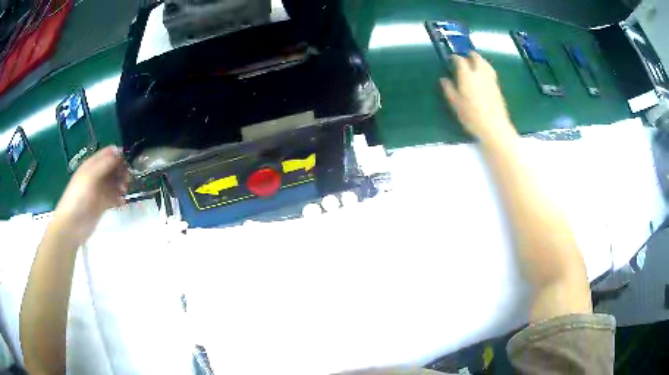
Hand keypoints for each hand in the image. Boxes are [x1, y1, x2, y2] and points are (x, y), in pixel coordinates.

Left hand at [52, 146, 130, 242]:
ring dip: (121, 184)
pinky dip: (119, 198)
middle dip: (122, 171)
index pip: (108, 154)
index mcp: (92, 165)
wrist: (72, 225)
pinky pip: (114, 197)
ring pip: (115, 182)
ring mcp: (99, 190)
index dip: (119, 155)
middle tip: (127, 179)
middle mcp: (96, 175)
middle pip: (113, 167)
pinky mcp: (102, 204)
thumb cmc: (78, 198)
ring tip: (124, 191)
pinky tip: (122, 202)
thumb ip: (105, 164)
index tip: (129, 161)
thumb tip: (120, 152)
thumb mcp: (90, 177)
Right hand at [441, 52, 517, 141]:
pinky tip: (484, 73)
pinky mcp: (497, 87)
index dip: (455, 57)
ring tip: (476, 61)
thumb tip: (443, 79)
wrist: (494, 127)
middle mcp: (480, 73)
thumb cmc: (472, 116)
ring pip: (485, 63)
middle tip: (466, 55)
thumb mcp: (455, 104)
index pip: (460, 60)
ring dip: (480, 59)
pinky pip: (491, 71)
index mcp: (467, 76)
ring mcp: (490, 79)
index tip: (452, 58)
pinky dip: (486, 68)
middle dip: (470, 55)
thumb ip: (449, 89)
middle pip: (476, 58)